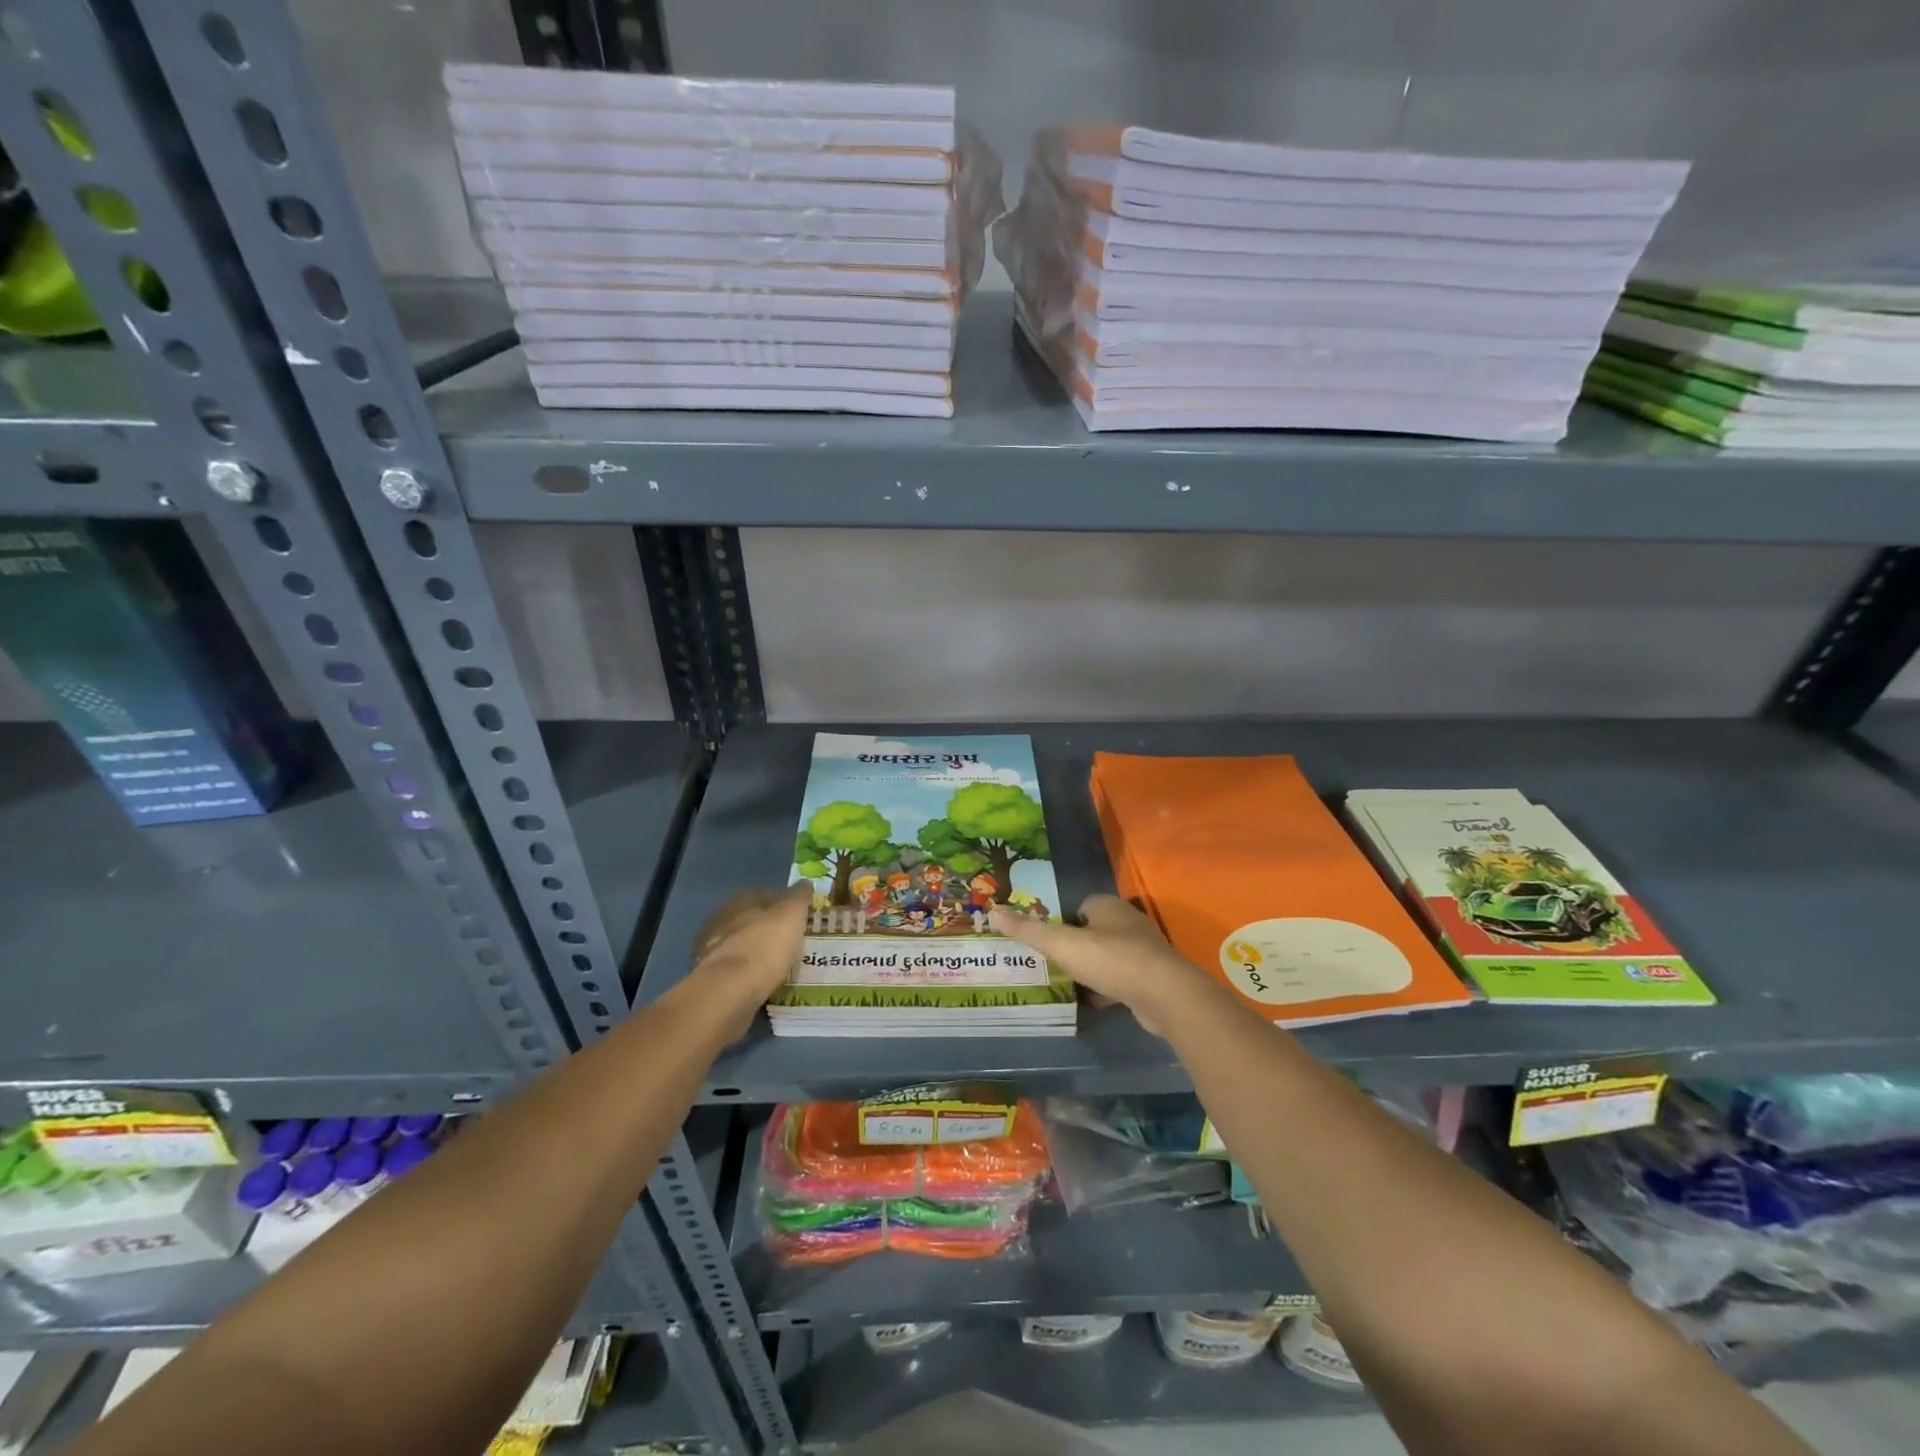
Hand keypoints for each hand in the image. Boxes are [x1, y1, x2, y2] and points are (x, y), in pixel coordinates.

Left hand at [687, 883, 811, 1035]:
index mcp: (741, 899)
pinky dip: (746, 973)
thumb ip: (799, 897)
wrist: (730, 989)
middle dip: (766, 929)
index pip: (765, 894)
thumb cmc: (766, 944)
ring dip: (754, 952)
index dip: (782, 905)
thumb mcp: (792, 914)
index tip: (797, 918)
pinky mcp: (707, 977)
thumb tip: (805, 882)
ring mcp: (710, 948)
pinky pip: (733, 970)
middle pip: (749, 920)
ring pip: (739, 945)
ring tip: (776, 966)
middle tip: (787, 942)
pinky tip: (760, 983)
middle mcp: (721, 918)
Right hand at [991, 894, 1209, 1035]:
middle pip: (1094, 931)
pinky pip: (1122, 979)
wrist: (1164, 994)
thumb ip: (1030, 930)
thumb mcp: (1062, 944)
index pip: (1080, 906)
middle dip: (1076, 946)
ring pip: (1108, 957)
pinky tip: (1092, 1003)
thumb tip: (995, 912)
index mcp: (1108, 906)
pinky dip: (1107, 989)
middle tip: (1052, 964)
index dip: (1062, 921)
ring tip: (1067, 985)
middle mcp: (1128, 922)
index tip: (1046, 940)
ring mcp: (1143, 951)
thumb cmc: (1111, 960)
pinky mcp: (1152, 978)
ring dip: (1092, 969)